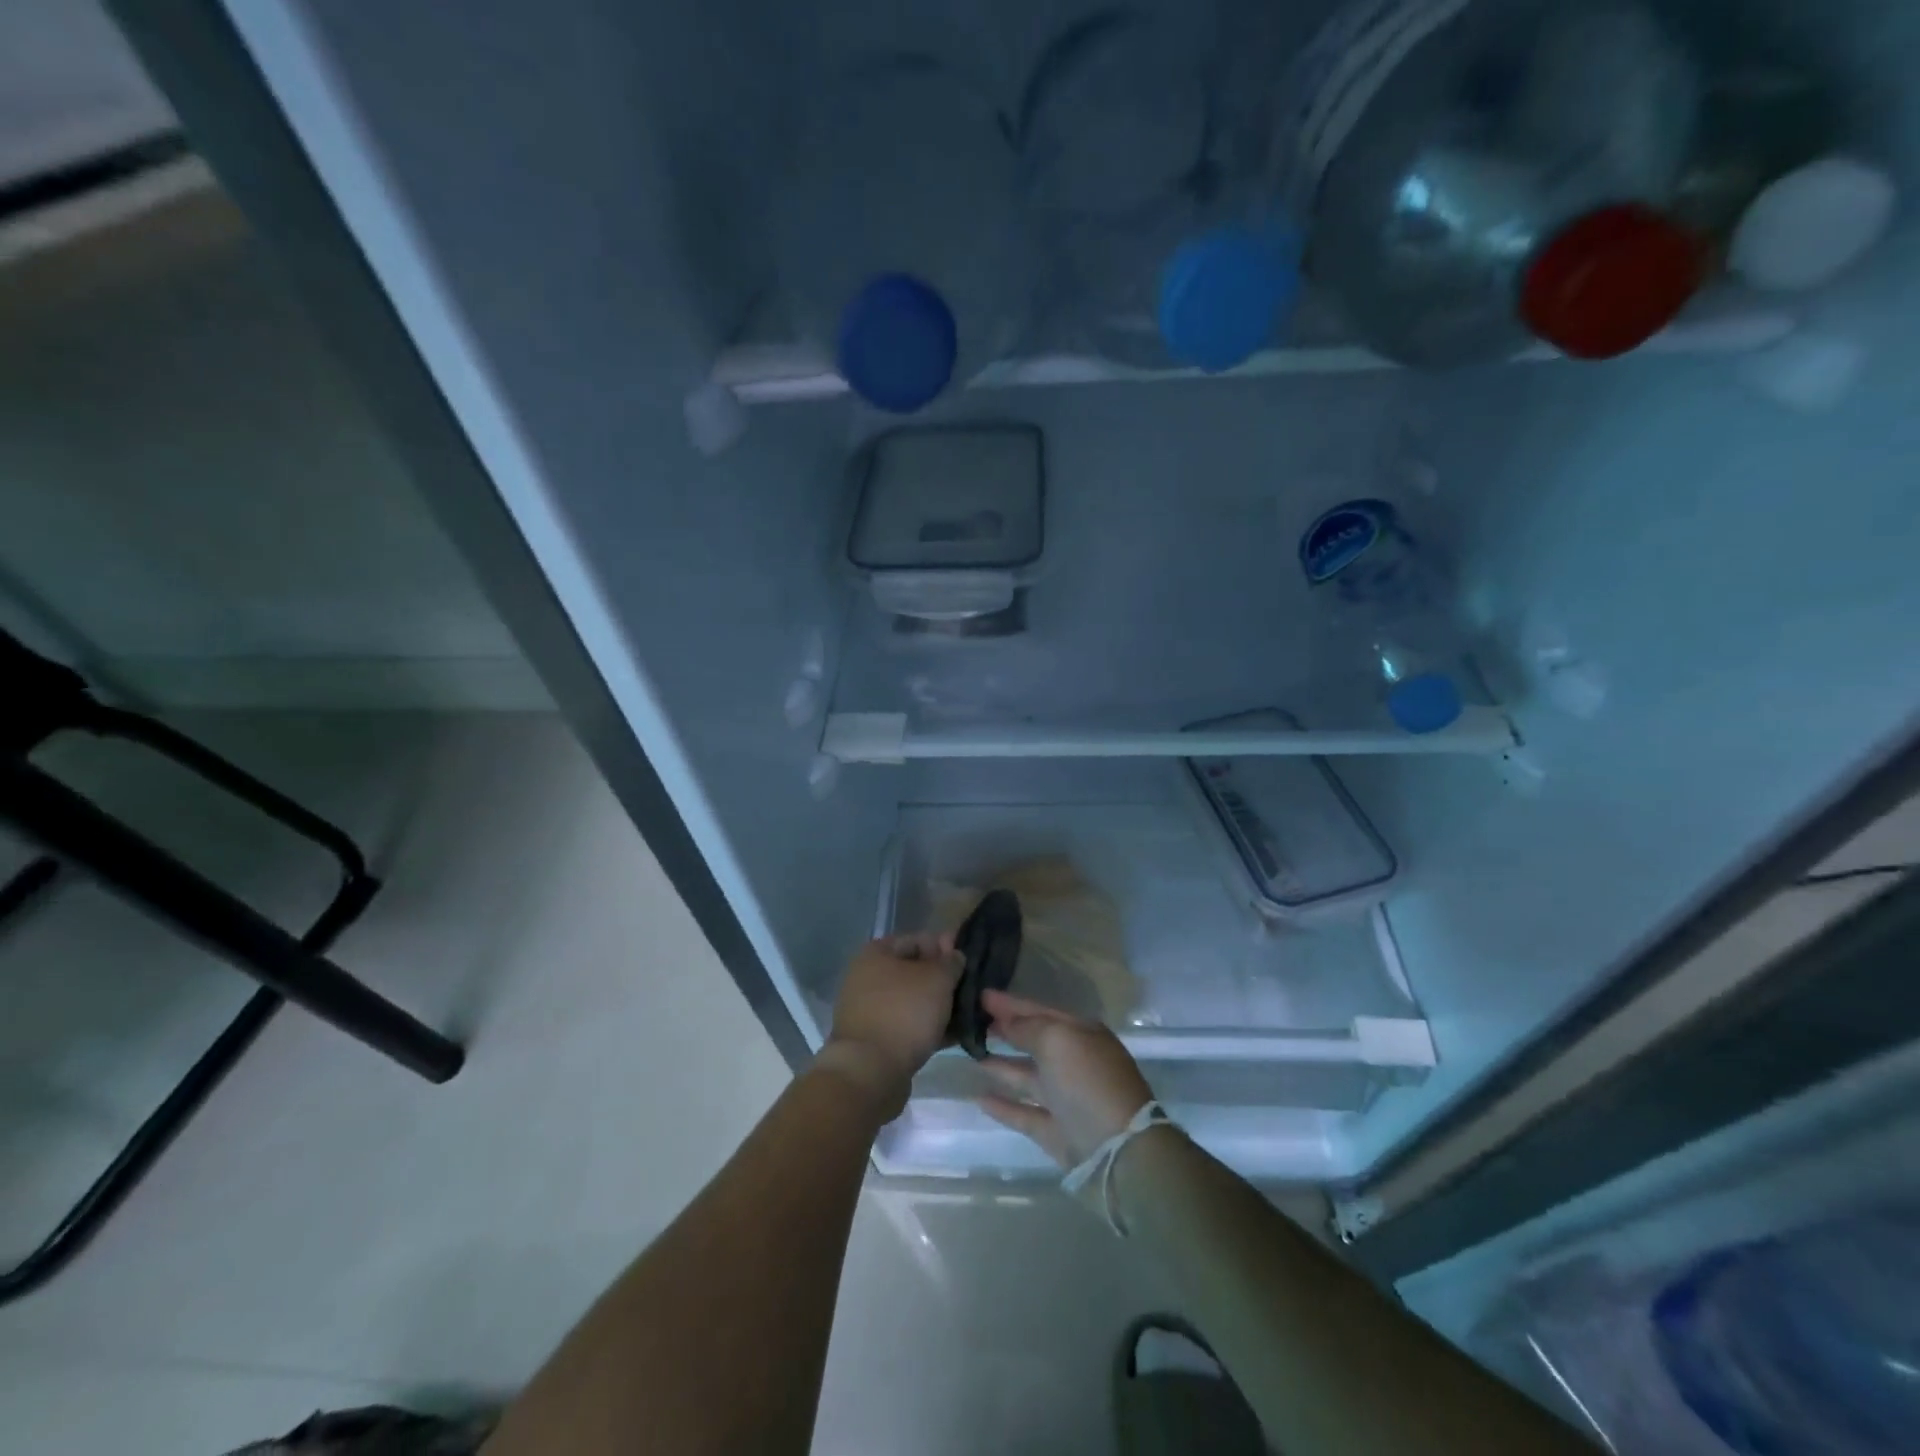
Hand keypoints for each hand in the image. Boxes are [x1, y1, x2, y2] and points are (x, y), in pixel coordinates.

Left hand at [822, 933, 962, 1116]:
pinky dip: (929, 1028)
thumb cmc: (904, 1013)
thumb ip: (951, 962)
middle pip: (915, 972)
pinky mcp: (876, 1040)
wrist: (870, 1072)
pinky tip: (955, 1035)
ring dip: (939, 1006)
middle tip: (972, 990)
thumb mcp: (937, 979)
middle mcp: (867, 978)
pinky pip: (908, 1026)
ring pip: (913, 1001)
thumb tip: (955, 956)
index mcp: (876, 954)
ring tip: (969, 1014)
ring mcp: (870, 1010)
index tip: (969, 961)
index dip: (945, 947)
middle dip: (944, 981)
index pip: (918, 940)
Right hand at [975, 990, 1154, 1169]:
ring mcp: (1066, 1099)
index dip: (1011, 1004)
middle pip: (1034, 1041)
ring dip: (1001, 1066)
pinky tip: (978, 1097)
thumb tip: (1007, 1023)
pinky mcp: (1056, 1132)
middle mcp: (1075, 1063)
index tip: (980, 995)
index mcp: (1082, 1034)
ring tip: (970, 1055)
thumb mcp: (1057, 1040)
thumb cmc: (1087, 1081)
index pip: (1040, 1011)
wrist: (1117, 1150)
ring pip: (1027, 1077)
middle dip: (1006, 1030)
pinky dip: (1003, 1105)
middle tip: (972, 1022)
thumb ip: (1027, 1028)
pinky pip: (1024, 1112)